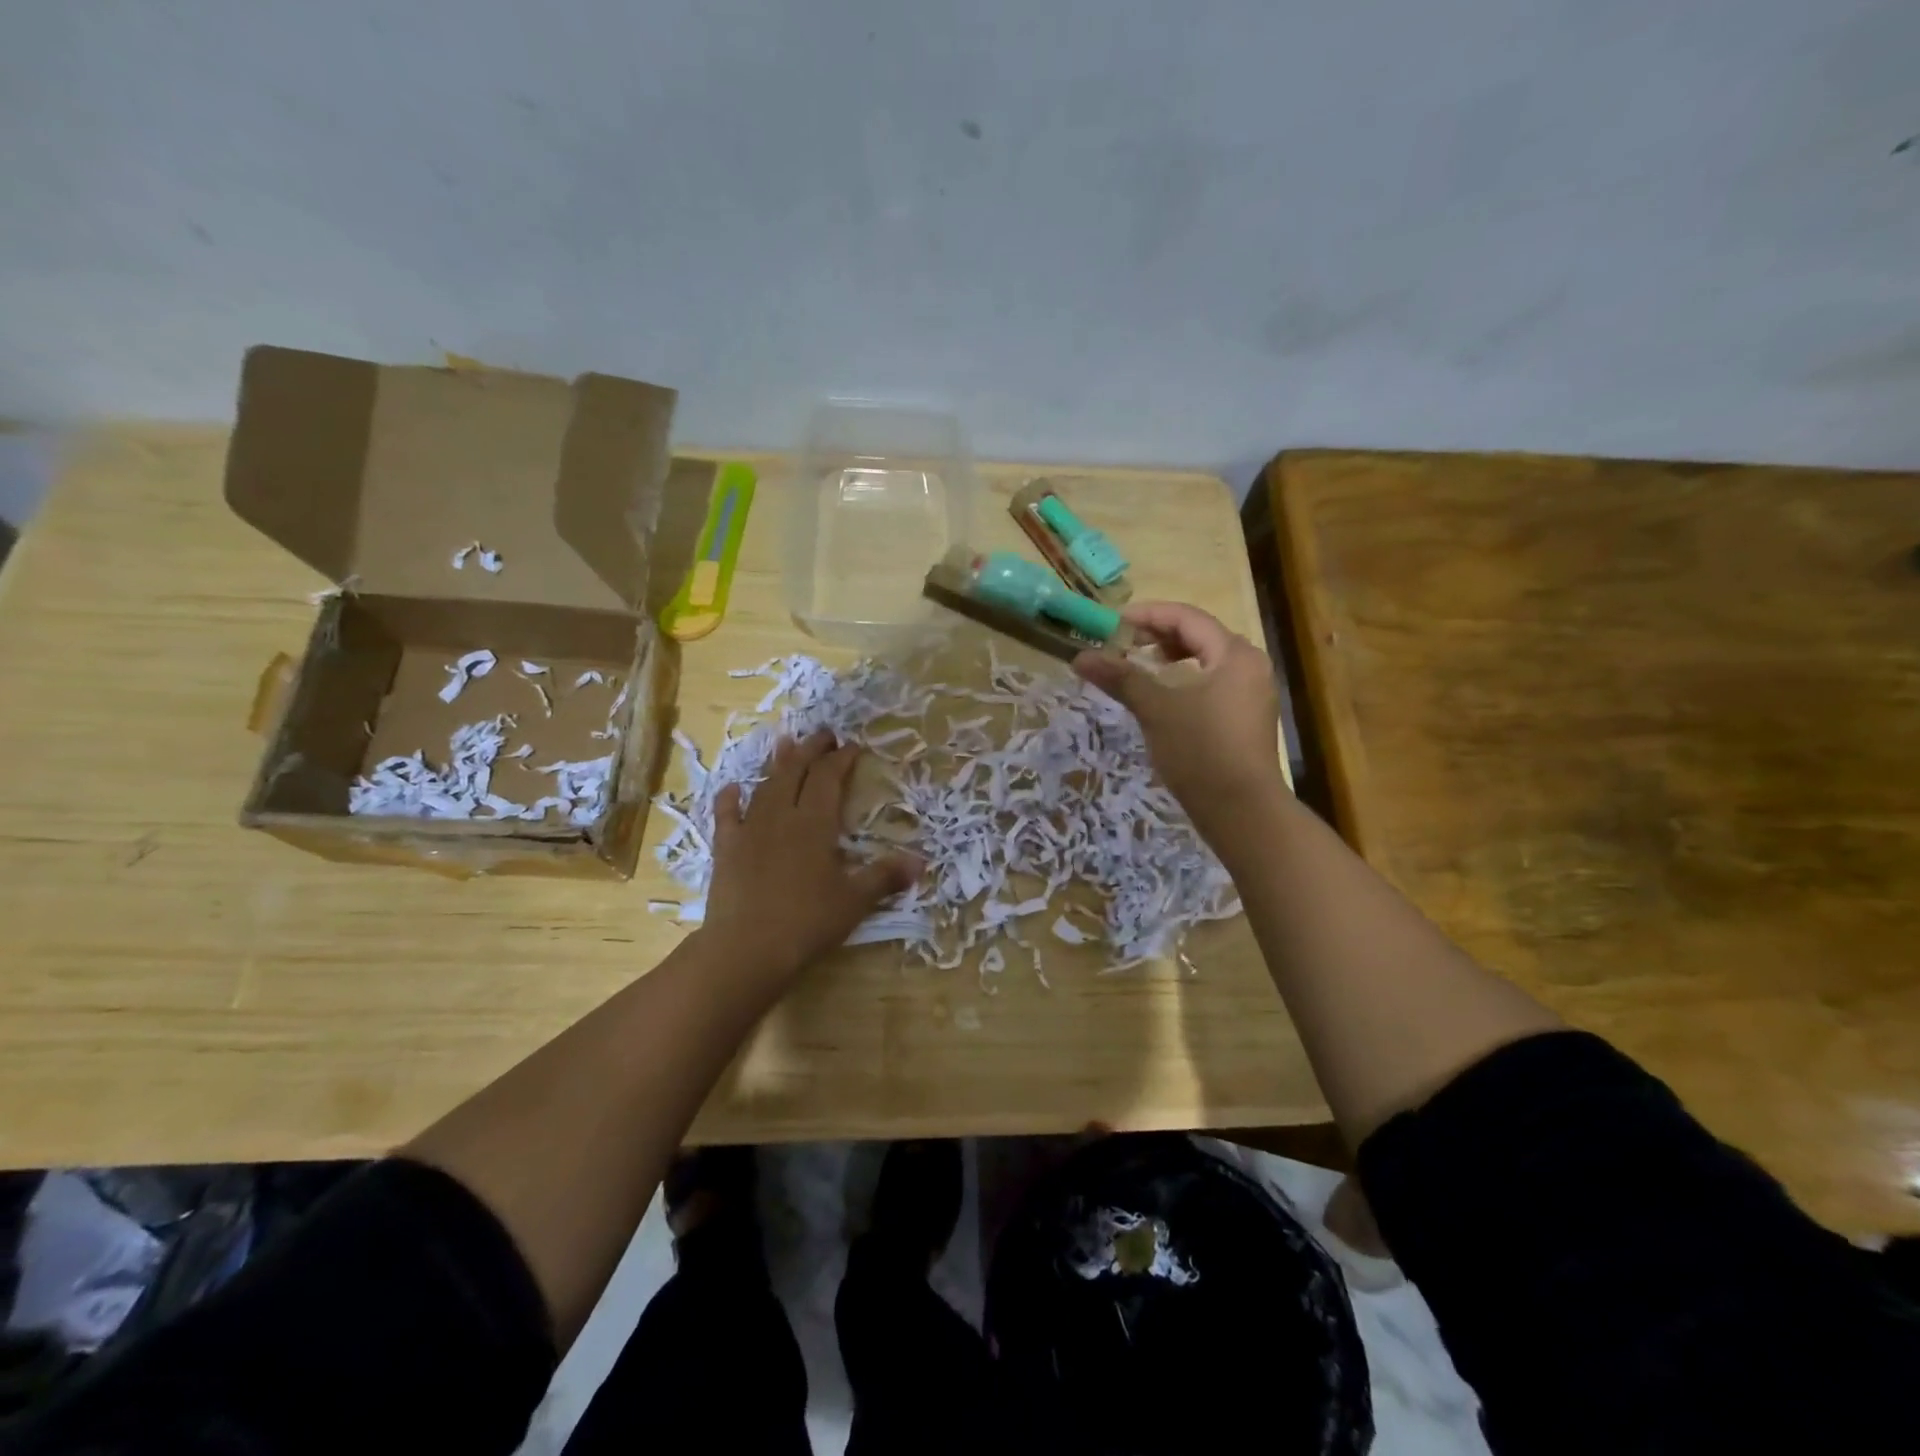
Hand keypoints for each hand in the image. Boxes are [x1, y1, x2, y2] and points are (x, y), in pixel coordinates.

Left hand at [699, 731, 920, 985]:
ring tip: (785, 743)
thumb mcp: (854, 901)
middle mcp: (781, 816)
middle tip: (824, 733)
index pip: (829, 778)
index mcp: (814, 823)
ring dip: (778, 763)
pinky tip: (733, 788)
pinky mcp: (725, 849)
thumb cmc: (806, 922)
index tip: (854, 745)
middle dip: (812, 749)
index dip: (842, 759)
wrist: (745, 948)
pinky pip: (726, 815)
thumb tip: (920, 862)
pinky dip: (730, 799)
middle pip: (796, 771)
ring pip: (765, 786)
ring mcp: (750, 830)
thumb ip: (885, 877)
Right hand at [1072, 602, 1285, 834]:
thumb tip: (1080, 656)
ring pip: (1208, 659)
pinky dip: (1187, 677)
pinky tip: (1166, 694)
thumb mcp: (1155, 709)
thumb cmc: (1199, 750)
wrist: (1241, 810)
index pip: (1187, 618)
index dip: (1148, 614)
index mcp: (1234, 653)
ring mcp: (1253, 692)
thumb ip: (1120, 677)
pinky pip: (1214, 681)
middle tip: (1123, 642)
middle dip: (1159, 633)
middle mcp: (1250, 665)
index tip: (1113, 623)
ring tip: (1142, 663)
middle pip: (1200, 634)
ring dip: (1173, 655)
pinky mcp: (1247, 717)